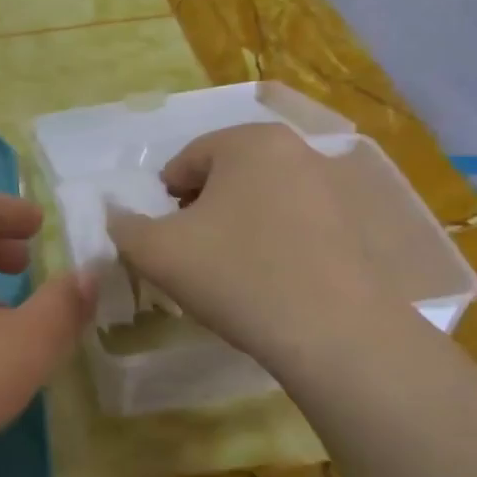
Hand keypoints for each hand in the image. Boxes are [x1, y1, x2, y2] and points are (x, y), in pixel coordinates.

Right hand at [107, 124, 395, 370]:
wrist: (334, 334)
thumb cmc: (236, 276)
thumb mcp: (157, 252)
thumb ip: (124, 227)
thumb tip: (117, 215)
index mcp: (249, 141)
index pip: (188, 159)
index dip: (165, 198)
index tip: (162, 236)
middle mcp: (298, 150)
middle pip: (229, 174)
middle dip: (203, 207)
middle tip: (191, 251)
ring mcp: (335, 187)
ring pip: (264, 198)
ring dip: (239, 223)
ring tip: (229, 268)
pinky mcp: (358, 225)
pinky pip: (298, 223)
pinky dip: (276, 240)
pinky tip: (270, 279)